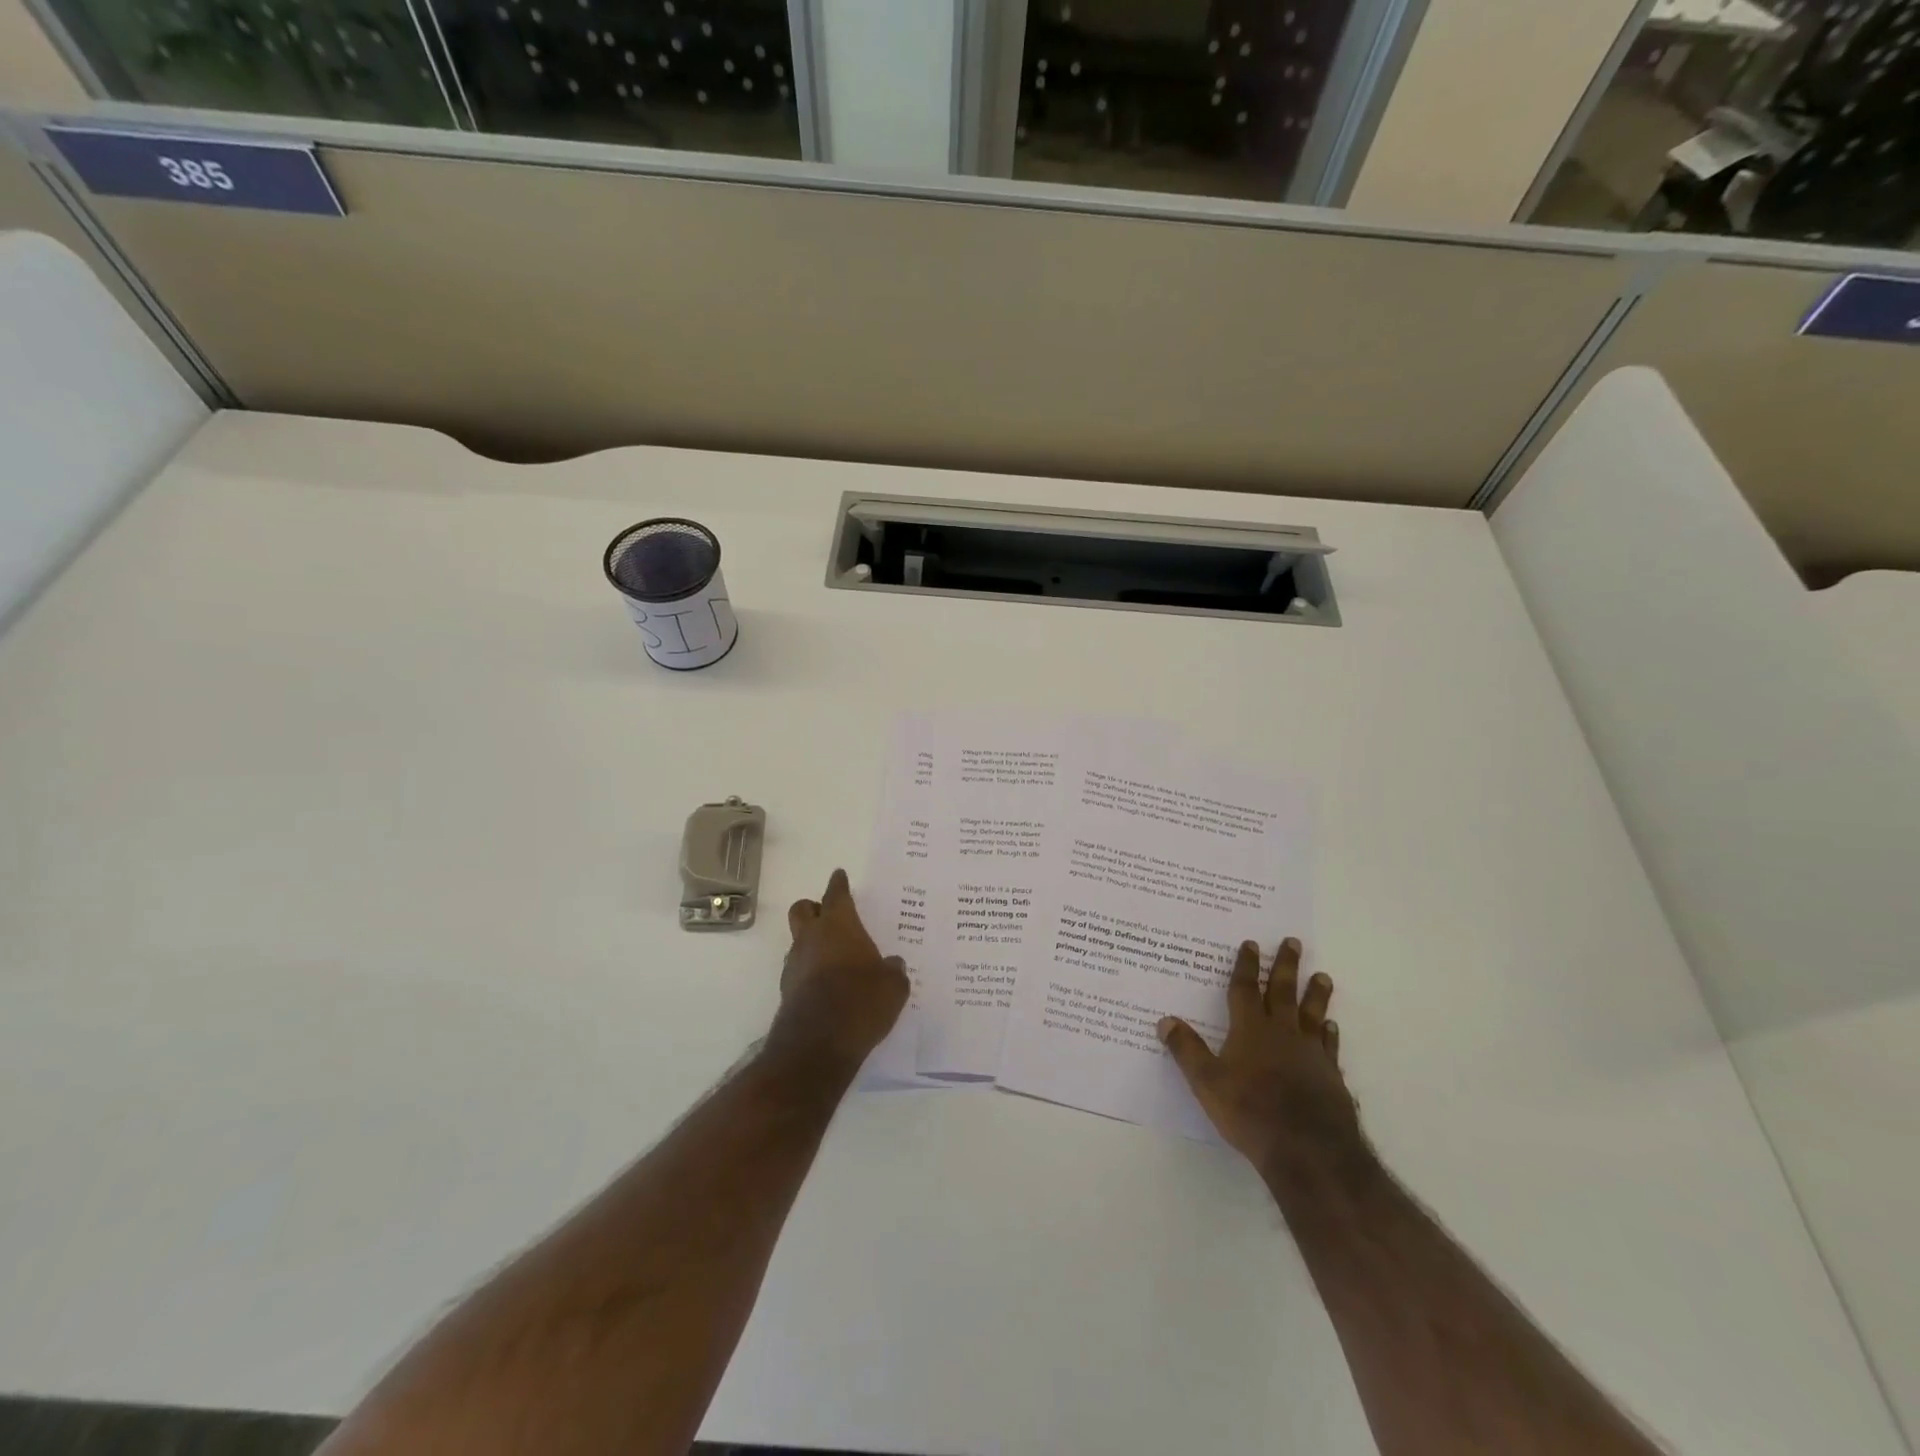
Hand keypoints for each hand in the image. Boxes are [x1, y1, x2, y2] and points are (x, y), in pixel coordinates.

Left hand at [767, 869, 908, 1070]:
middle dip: (814, 908)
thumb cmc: (861, 1001)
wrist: (818, 1044)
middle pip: (802, 910)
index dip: (839, 884)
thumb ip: (893, 971)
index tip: (839, 875)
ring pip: (798, 942)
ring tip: (834, 959)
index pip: (836, 894)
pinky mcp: (787, 992)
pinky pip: (798, 971)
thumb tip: (892, 965)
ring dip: (812, 944)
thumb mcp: (892, 986)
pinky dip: (810, 972)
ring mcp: (794, 965)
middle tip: (829, 915)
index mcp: (839, 926)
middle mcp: (811, 938)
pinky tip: (827, 987)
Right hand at [1158, 938, 1359, 1172]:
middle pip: (1283, 992)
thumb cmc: (1251, 1111)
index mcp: (1250, 1029)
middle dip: (1285, 966)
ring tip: (1322, 976)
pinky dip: (1330, 1034)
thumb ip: (1187, 1050)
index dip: (1246, 966)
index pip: (1245, 989)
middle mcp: (1282, 1033)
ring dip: (1315, 994)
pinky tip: (1332, 1027)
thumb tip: (1165, 1020)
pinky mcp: (1330, 1076)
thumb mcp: (1207, 1082)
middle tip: (1293, 942)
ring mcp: (1310, 1053)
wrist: (1308, 1149)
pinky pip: (1329, 1046)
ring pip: (1312, 1014)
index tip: (1251, 943)